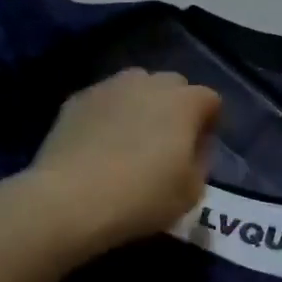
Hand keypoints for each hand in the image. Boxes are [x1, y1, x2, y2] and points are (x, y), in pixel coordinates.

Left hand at [31, 69, 222, 249]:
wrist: (70, 199)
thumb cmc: (141, 197)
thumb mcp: (191, 192)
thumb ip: (200, 162)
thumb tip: (193, 149)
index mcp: (184, 102)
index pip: (210, 100)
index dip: (209, 124)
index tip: (199, 149)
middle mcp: (150, 83)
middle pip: (174, 85)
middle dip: (176, 107)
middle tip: (167, 142)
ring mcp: (111, 86)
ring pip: (136, 85)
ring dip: (141, 104)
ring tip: (131, 137)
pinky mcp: (78, 98)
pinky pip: (104, 100)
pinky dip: (108, 114)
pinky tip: (99, 143)